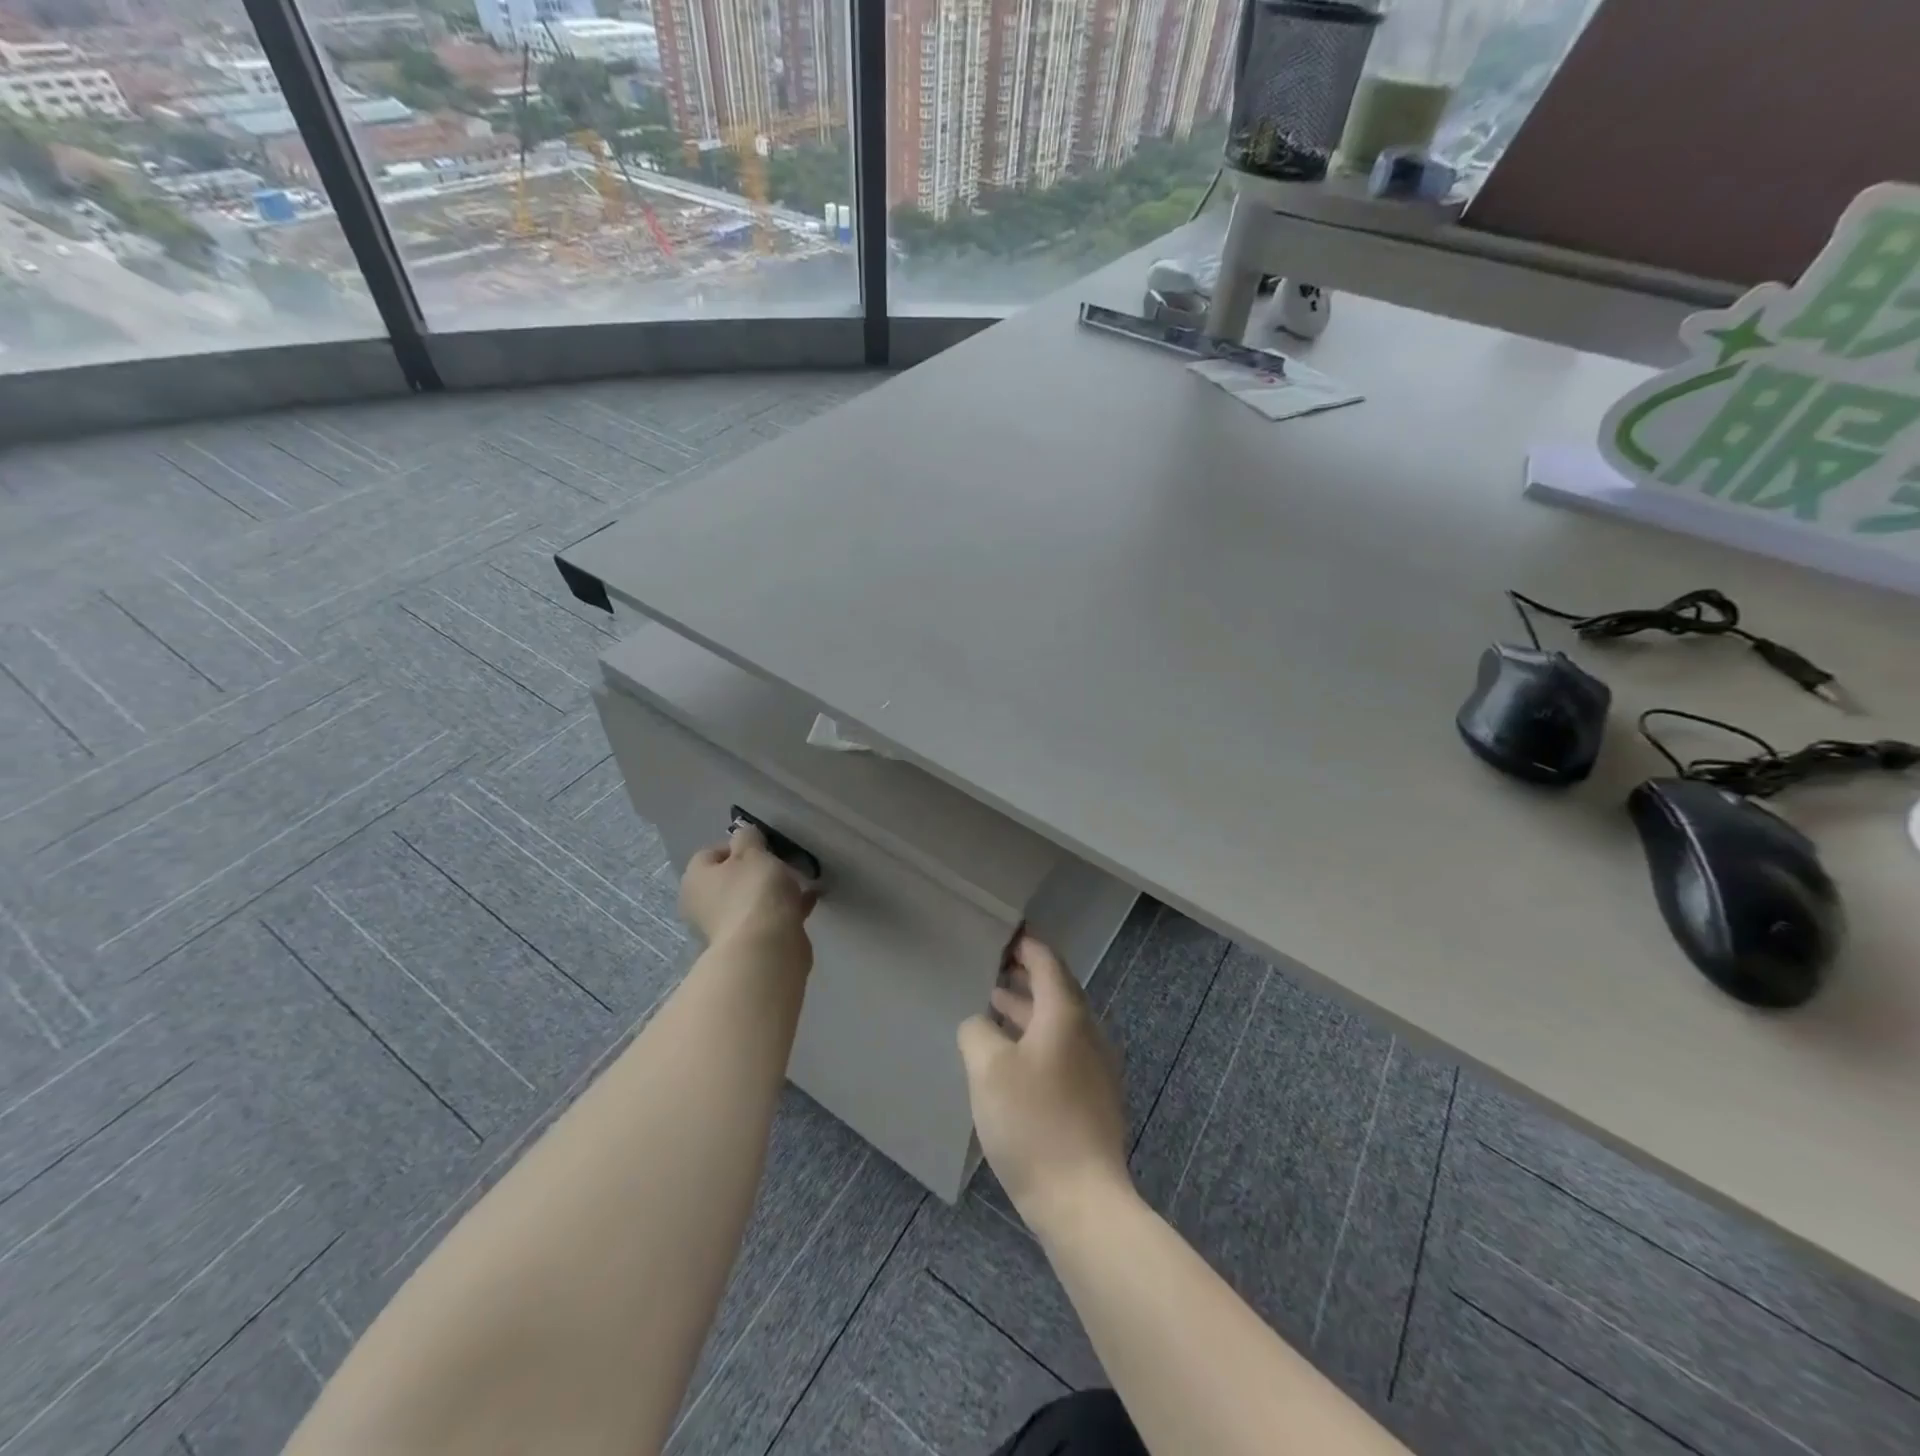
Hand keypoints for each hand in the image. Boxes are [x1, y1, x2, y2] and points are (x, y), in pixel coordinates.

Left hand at [680, 824, 816, 955]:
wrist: (766, 948)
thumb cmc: (754, 891)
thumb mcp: (752, 852)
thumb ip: (748, 837)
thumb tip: (744, 836)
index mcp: (695, 879)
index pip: (711, 853)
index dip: (738, 845)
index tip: (764, 846)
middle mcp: (704, 904)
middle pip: (731, 878)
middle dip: (756, 869)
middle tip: (781, 863)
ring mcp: (726, 926)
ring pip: (750, 899)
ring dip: (772, 890)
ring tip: (800, 880)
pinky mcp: (750, 942)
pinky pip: (769, 916)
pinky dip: (786, 907)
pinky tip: (809, 899)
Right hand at [958, 935, 1131, 1236]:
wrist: (1083, 1200)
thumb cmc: (1033, 1123)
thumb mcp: (988, 1069)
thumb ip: (977, 1032)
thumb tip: (980, 1024)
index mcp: (1065, 1015)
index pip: (1047, 963)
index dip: (1025, 946)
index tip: (1004, 935)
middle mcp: (1087, 1033)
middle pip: (1057, 990)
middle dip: (1025, 976)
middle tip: (993, 967)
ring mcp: (1096, 1067)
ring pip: (1059, 1022)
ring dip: (1028, 1009)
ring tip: (994, 1005)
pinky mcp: (1094, 1097)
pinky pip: (1063, 1050)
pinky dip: (1037, 1038)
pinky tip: (1012, 1056)